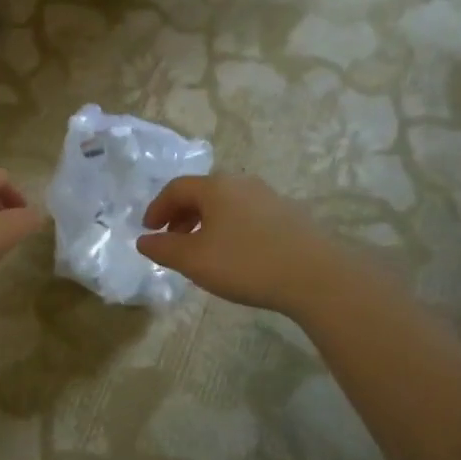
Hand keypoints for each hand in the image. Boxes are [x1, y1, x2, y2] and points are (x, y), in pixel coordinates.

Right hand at [135, 175, 336, 314]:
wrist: (317, 275)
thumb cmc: (246, 263)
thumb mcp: (194, 260)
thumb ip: (163, 249)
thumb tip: (143, 241)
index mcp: (215, 187)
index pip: (176, 188)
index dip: (157, 208)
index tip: (148, 231)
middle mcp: (242, 184)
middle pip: (202, 193)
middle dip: (181, 215)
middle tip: (171, 240)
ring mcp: (270, 197)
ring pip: (227, 204)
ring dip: (206, 222)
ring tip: (202, 250)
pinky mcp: (290, 215)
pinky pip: (248, 215)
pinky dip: (230, 228)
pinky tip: (235, 255)